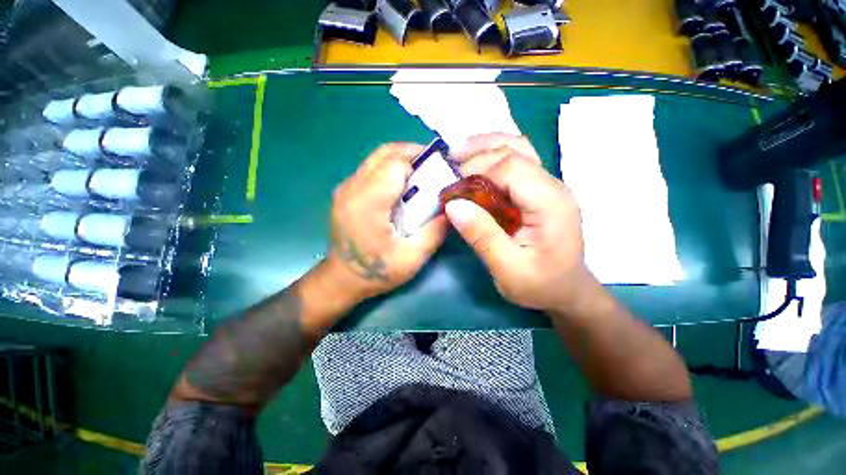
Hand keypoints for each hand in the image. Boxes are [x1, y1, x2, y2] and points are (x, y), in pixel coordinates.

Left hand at [327, 143, 446, 301]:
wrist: (341, 280)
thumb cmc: (376, 272)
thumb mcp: (412, 258)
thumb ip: (435, 232)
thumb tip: (452, 208)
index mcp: (368, 202)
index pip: (396, 163)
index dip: (421, 162)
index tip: (439, 172)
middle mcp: (353, 187)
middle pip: (385, 152)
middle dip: (412, 153)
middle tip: (432, 169)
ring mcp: (346, 188)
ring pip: (377, 158)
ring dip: (401, 160)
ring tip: (420, 177)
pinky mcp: (346, 192)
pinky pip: (371, 169)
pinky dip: (390, 170)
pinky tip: (401, 188)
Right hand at [445, 135, 587, 310]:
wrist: (566, 290)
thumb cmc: (540, 285)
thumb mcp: (507, 269)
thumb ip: (482, 236)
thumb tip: (452, 205)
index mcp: (550, 203)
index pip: (511, 168)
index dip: (477, 173)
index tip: (453, 190)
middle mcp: (553, 186)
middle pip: (514, 150)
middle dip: (477, 156)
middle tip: (449, 169)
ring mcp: (548, 185)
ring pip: (518, 147)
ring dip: (485, 147)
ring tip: (457, 155)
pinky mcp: (539, 190)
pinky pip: (517, 161)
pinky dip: (492, 156)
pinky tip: (475, 164)